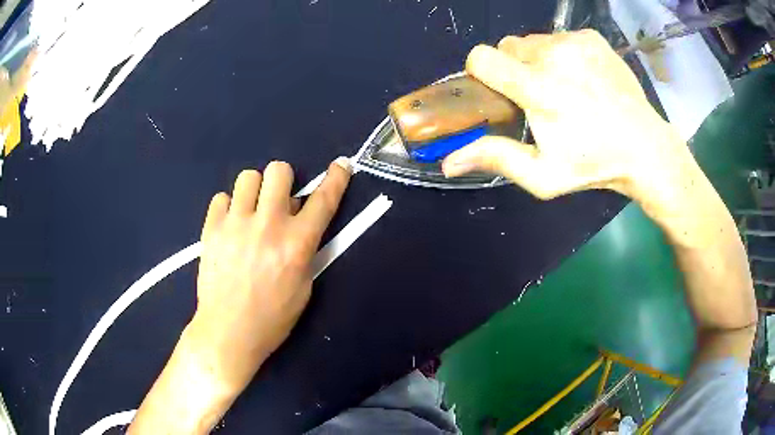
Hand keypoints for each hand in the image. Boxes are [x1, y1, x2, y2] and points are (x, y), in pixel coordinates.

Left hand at [189, 158, 350, 391]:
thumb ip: (306, 251)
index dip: (336, 178)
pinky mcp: (211, 228)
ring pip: (248, 176)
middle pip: (279, 171)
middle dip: (283, 181)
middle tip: (279, 200)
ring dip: (255, 191)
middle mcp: (268, 225)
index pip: (323, 200)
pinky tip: (230, 227)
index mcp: (296, 243)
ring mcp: (236, 224)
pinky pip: (221, 198)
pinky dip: (229, 208)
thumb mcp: (304, 288)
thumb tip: (299, 222)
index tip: (341, 164)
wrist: (228, 332)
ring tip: (251, 212)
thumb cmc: (272, 318)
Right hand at [442, 30, 687, 200]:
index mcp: (539, 89)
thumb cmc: (593, 165)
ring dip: (537, 60)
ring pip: (533, 41)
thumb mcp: (543, 175)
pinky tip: (581, 77)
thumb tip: (448, 163)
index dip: (481, 72)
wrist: (644, 147)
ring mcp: (575, 43)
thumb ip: (496, 159)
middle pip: (507, 47)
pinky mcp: (592, 38)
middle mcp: (554, 56)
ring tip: (563, 87)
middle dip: (512, 68)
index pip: (483, 57)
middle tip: (535, 95)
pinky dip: (561, 54)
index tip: (496, 90)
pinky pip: (559, 38)